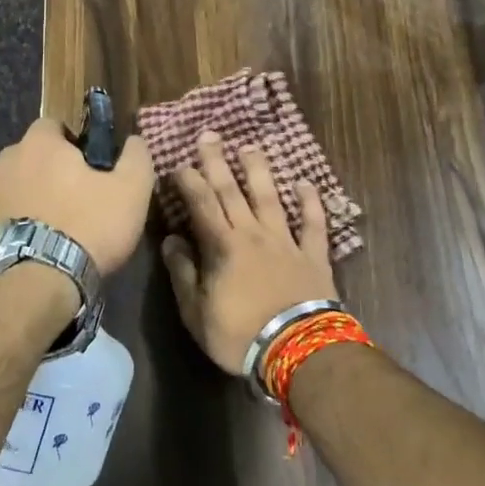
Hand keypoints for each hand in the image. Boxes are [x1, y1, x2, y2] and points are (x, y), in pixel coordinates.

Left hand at [0, 117, 154, 275]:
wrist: (38, 281)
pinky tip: (44, 242)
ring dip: (37, 195)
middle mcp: (7, 160)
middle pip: (34, 155)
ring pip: (20, 184)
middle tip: (80, 195)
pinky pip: (10, 212)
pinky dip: (25, 220)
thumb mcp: (131, 190)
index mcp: (39, 143)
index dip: (75, 142)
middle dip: (53, 169)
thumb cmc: (88, 224)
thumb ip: (136, 157)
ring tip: (61, 223)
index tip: (92, 166)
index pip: (54, 125)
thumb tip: (133, 141)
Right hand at [161, 132, 336, 374]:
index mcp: (222, 246)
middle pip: (232, 191)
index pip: (201, 204)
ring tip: (250, 147)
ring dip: (258, 171)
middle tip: (210, 135)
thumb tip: (171, 240)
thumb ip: (183, 273)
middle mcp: (252, 234)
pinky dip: (310, 202)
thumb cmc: (239, 335)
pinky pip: (313, 223)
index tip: (178, 163)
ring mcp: (285, 241)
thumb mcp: (196, 312)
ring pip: (270, 198)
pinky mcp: (313, 255)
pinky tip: (305, 183)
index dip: (188, 181)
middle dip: (217, 162)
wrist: (297, 350)